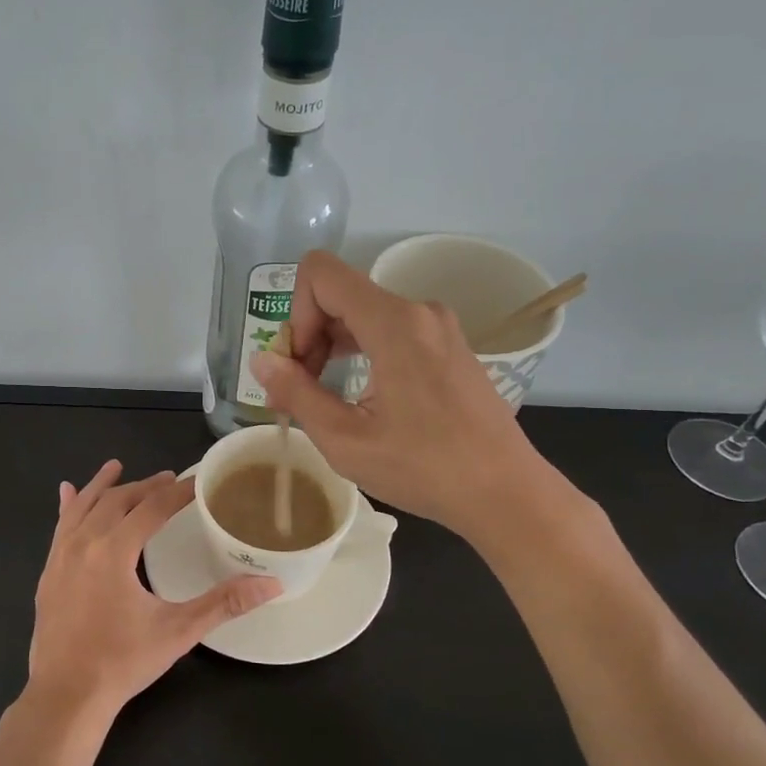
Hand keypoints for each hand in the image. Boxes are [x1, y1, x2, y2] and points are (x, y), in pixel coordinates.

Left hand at [27, 461, 279, 719]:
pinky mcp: (48, 573)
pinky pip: (59, 527)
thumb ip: (224, 603)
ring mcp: (59, 557)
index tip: (198, 482)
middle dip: (144, 487)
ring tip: (116, 466)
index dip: (177, 493)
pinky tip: (67, 492)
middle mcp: (83, 544)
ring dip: (103, 486)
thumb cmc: (123, 662)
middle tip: (168, 480)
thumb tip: (272, 584)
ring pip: (83, 508)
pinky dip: (68, 506)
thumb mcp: (178, 631)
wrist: (66, 696)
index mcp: (114, 551)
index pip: (151, 508)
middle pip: (116, 501)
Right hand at [251, 251, 554, 536]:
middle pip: (341, 295)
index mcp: (394, 323)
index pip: (322, 274)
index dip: (295, 313)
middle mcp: (419, 311)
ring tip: (323, 397)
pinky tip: (359, 396)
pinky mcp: (448, 346)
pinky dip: (362, 352)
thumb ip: (296, 392)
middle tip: (299, 391)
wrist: (504, 492)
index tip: (297, 366)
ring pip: (364, 313)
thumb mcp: (345, 439)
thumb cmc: (424, 469)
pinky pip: (391, 330)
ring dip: (333, 346)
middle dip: (310, 336)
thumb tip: (261, 359)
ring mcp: (438, 327)